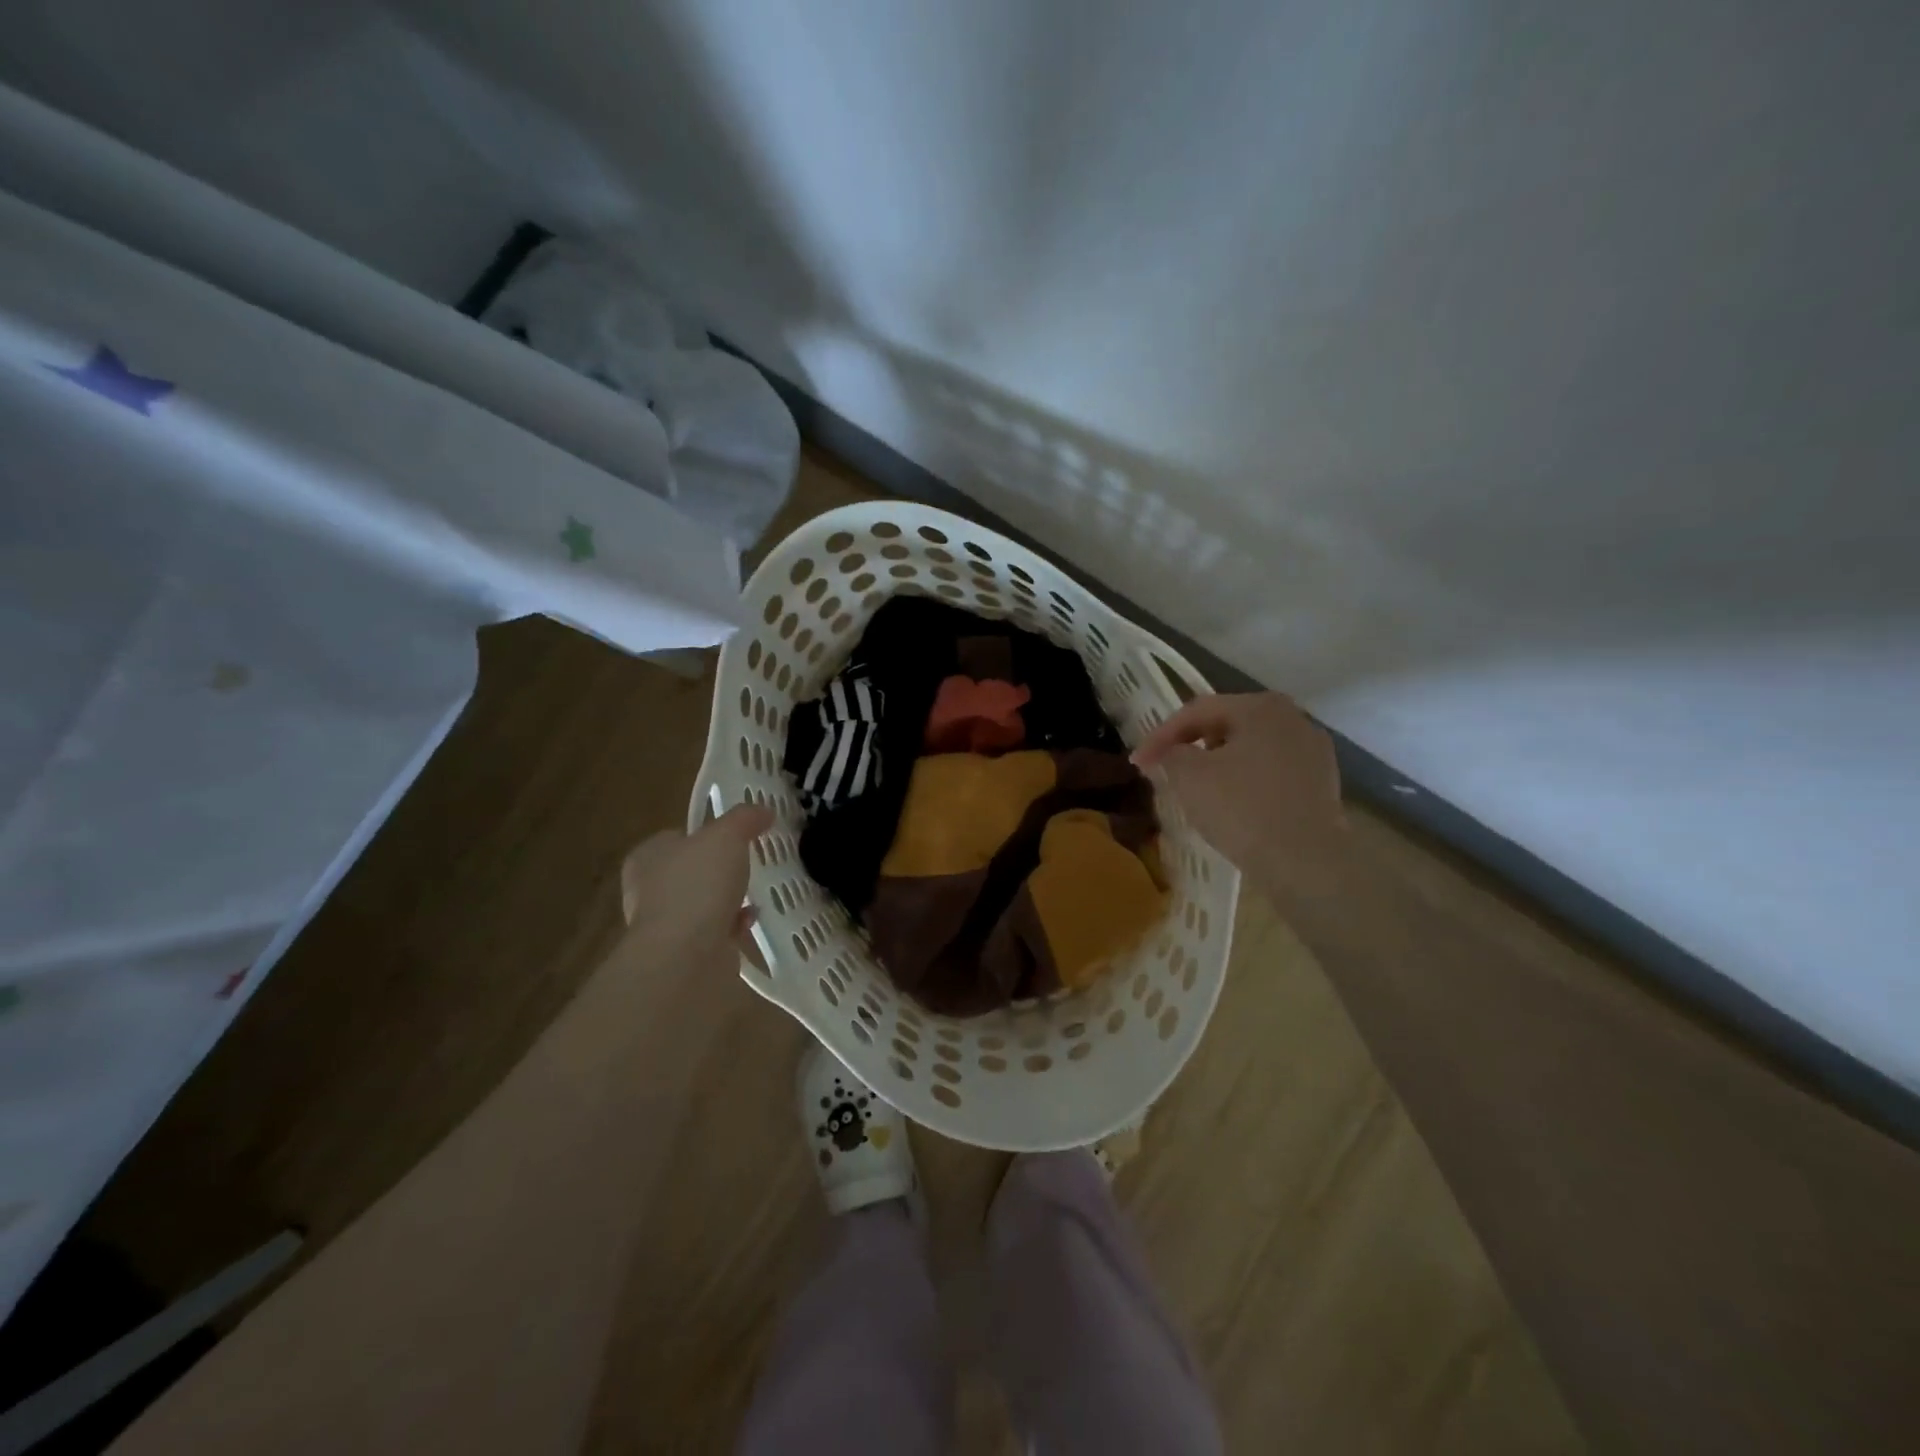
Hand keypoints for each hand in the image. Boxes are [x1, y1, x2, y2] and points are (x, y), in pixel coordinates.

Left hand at [618, 803, 773, 962]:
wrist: (686, 956)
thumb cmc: (697, 885)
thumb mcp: (726, 836)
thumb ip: (744, 819)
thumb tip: (762, 810)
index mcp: (648, 857)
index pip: (675, 837)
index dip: (704, 833)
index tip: (735, 836)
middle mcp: (649, 890)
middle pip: (690, 871)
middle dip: (719, 870)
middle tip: (749, 863)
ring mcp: (665, 925)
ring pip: (703, 903)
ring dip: (728, 900)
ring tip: (756, 892)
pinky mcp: (685, 953)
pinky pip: (714, 932)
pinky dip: (733, 926)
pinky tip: (751, 921)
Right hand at [1132, 693, 1347, 889]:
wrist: (1306, 863)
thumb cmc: (1242, 809)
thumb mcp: (1189, 777)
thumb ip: (1171, 754)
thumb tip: (1171, 753)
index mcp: (1260, 706)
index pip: (1196, 711)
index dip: (1160, 735)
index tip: (1138, 763)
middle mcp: (1293, 718)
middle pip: (1227, 725)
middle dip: (1191, 746)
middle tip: (1165, 769)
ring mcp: (1314, 751)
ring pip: (1251, 749)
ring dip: (1219, 763)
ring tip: (1196, 788)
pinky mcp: (1323, 783)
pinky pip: (1271, 772)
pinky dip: (1246, 781)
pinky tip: (1232, 804)